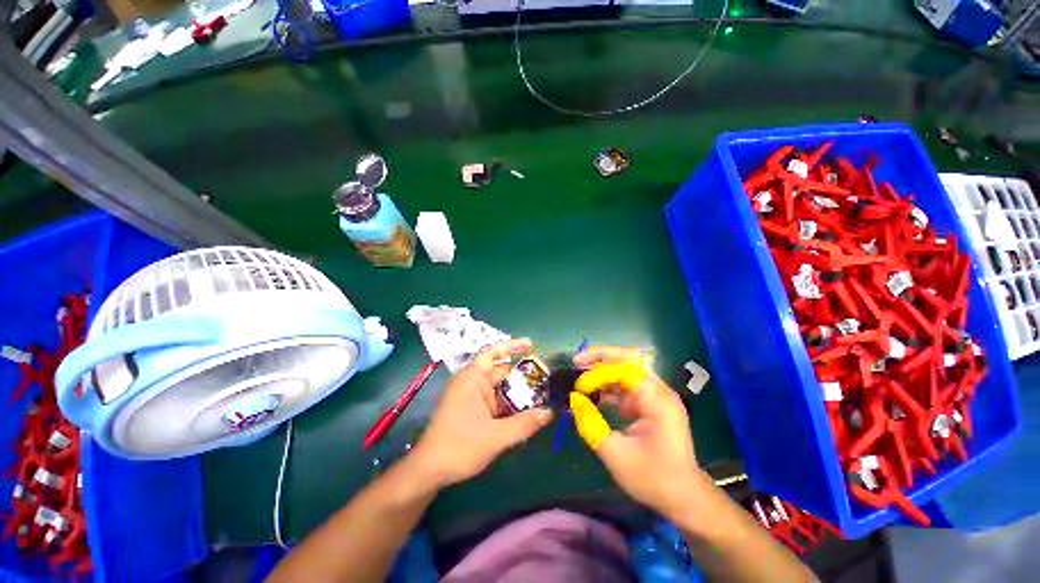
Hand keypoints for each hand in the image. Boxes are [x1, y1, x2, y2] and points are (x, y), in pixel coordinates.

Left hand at [412, 338, 553, 487]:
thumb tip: (549, 412)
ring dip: (518, 392)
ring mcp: (472, 397)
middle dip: (523, 375)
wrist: (429, 471)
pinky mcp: (473, 410)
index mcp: (473, 378)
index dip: (512, 346)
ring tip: (543, 395)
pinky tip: (527, 412)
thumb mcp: (496, 436)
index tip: (531, 345)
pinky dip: (510, 405)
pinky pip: (496, 401)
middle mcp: (473, 382)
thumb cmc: (459, 446)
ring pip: (500, 388)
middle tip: (547, 378)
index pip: (493, 352)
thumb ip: (524, 424)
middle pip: (502, 371)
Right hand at [569, 347, 706, 518]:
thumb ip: (591, 424)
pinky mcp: (650, 404)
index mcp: (656, 399)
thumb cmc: (653, 478)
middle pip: (628, 361)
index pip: (624, 370)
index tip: (579, 388)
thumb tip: (573, 400)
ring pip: (626, 371)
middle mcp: (658, 391)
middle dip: (600, 358)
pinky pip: (627, 386)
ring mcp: (655, 396)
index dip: (598, 374)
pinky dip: (609, 387)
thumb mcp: (615, 454)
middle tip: (577, 361)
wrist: (684, 497)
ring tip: (581, 378)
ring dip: (603, 372)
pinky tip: (594, 395)